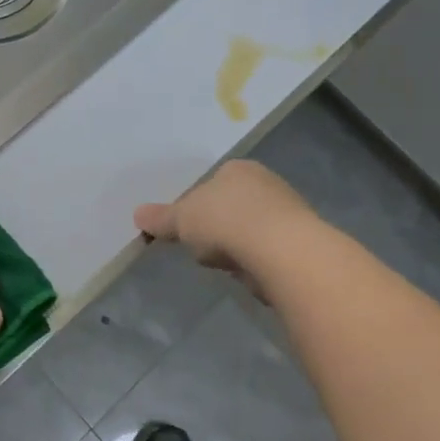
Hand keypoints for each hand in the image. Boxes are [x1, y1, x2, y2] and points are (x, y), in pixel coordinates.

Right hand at [134, 160, 315, 302]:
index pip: (213, 182)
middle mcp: (267, 182)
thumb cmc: (225, 221)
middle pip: (234, 205)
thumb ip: (161, 218)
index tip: (189, 226)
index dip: (199, 205)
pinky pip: (268, 250)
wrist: (280, 251)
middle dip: (220, 225)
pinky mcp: (301, 242)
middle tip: (204, 246)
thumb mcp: (182, 219)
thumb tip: (138, 215)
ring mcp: (288, 212)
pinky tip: (249, 272)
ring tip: (226, 262)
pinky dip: (257, 260)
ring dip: (239, 245)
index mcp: (238, 168)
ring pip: (252, 228)